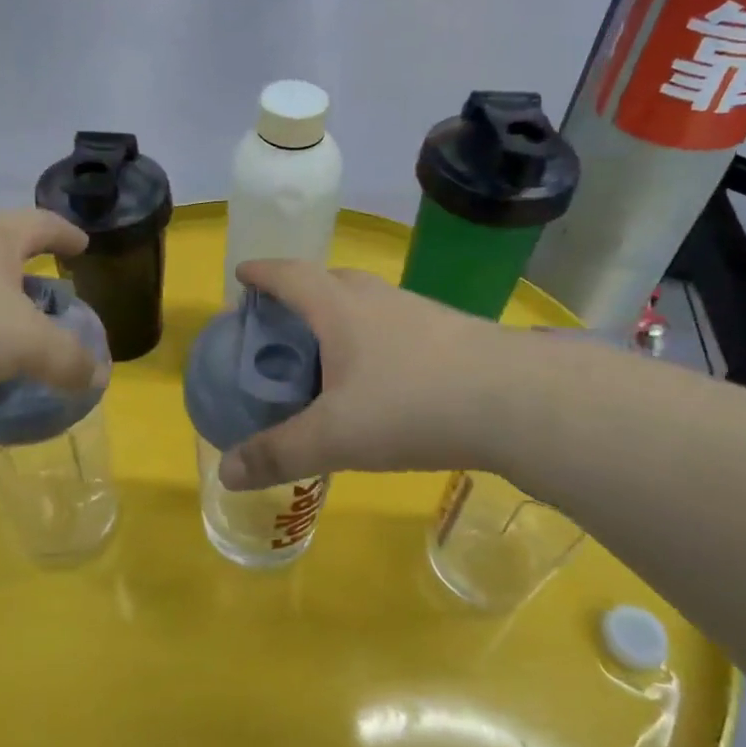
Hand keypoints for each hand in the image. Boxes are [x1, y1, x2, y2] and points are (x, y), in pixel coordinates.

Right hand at [220, 260, 519, 488]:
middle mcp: (378, 299)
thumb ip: (278, 454)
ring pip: (366, 304)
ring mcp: (419, 313)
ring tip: (326, 353)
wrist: (519, 401)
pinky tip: (381, 377)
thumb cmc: (412, 405)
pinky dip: (373, 340)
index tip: (241, 276)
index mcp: (340, 307)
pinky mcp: (451, 335)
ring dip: (339, 317)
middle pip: (328, 281)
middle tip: (280, 324)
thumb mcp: (334, 437)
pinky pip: (395, 327)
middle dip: (298, 294)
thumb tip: (226, 473)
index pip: (289, 275)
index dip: (260, 273)